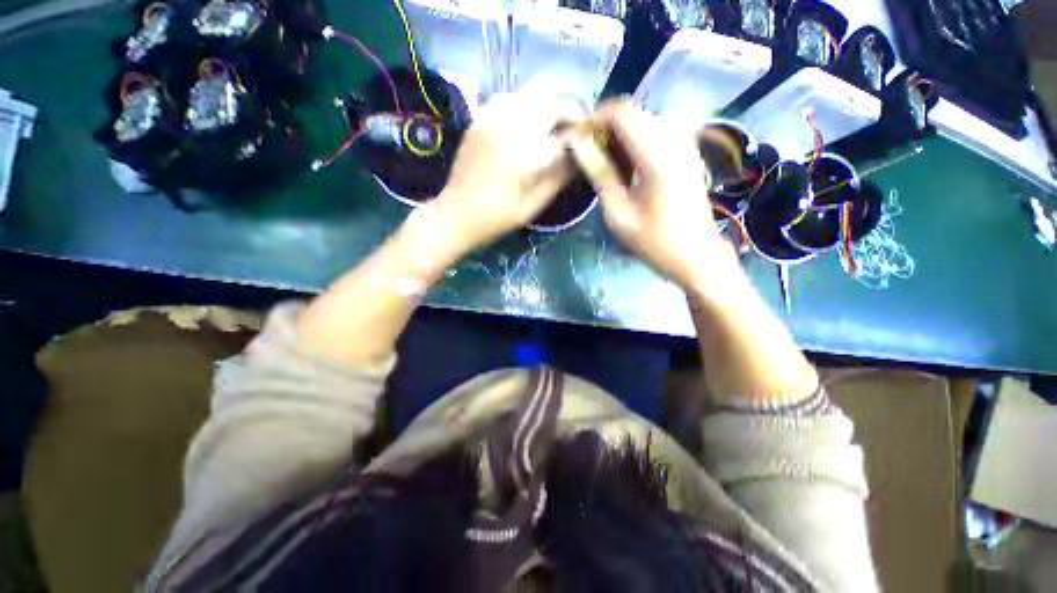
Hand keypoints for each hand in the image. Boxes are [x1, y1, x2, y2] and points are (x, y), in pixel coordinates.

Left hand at [435, 92, 580, 248]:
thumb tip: (579, 154)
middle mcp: (512, 121)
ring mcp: (492, 114)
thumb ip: (560, 175)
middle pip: (552, 98)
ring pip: (532, 93)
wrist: (456, 214)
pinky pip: (511, 99)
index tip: (587, 144)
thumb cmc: (497, 217)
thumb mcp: (534, 204)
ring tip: (548, 133)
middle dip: (568, 112)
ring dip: (547, 107)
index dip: (582, 134)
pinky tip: (524, 131)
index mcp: (528, 148)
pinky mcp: (480, 116)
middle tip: (570, 135)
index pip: (569, 128)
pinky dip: (526, 108)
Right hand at [582, 100, 744, 298]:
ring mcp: (685, 145)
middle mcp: (674, 140)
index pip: (621, 112)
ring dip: (619, 137)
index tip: (577, 138)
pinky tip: (626, 168)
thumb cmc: (654, 241)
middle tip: (587, 155)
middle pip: (633, 114)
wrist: (696, 256)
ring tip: (602, 163)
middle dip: (605, 129)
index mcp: (657, 154)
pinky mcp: (688, 153)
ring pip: (643, 123)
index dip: (594, 119)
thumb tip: (578, 145)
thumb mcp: (618, 212)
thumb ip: (599, 173)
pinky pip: (656, 135)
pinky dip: (635, 144)